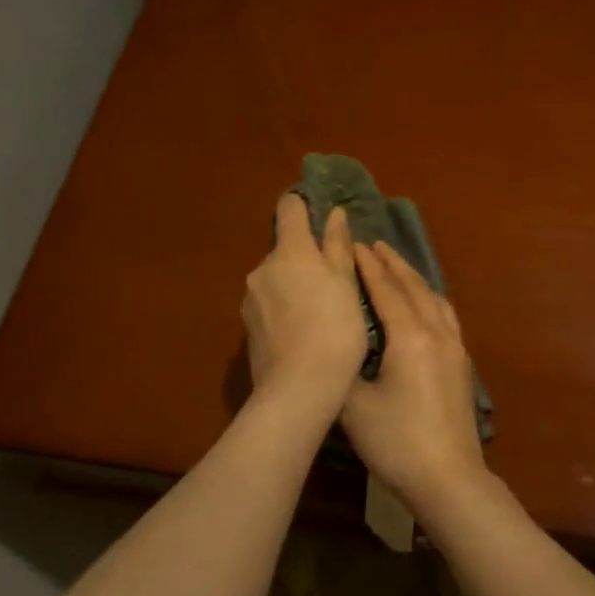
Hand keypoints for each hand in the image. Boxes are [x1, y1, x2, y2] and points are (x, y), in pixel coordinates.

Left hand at [242, 195, 366, 412]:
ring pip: (276, 279)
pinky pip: (269, 306)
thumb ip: (337, 247)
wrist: (299, 388)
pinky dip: (284, 310)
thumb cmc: (335, 329)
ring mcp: (250, 299)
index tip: (322, 220)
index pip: (289, 208)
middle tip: (334, 283)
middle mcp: (262, 268)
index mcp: (290, 251)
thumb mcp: (347, 285)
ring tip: (320, 314)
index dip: (304, 207)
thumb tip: (334, 214)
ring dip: (294, 286)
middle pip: (285, 249)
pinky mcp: (247, 327)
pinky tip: (303, 333)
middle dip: (305, 258)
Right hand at [342, 242, 492, 515]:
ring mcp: (455, 348)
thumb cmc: (397, 442)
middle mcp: (437, 333)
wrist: (448, 477)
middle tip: (374, 244)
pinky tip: (424, 304)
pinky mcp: (462, 364)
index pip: (386, 290)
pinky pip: (446, 315)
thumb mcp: (354, 406)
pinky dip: (430, 299)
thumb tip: (335, 350)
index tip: (354, 245)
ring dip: (414, 279)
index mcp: (410, 338)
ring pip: (435, 299)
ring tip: (397, 267)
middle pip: (414, 287)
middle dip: (393, 264)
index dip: (368, 267)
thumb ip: (341, 370)